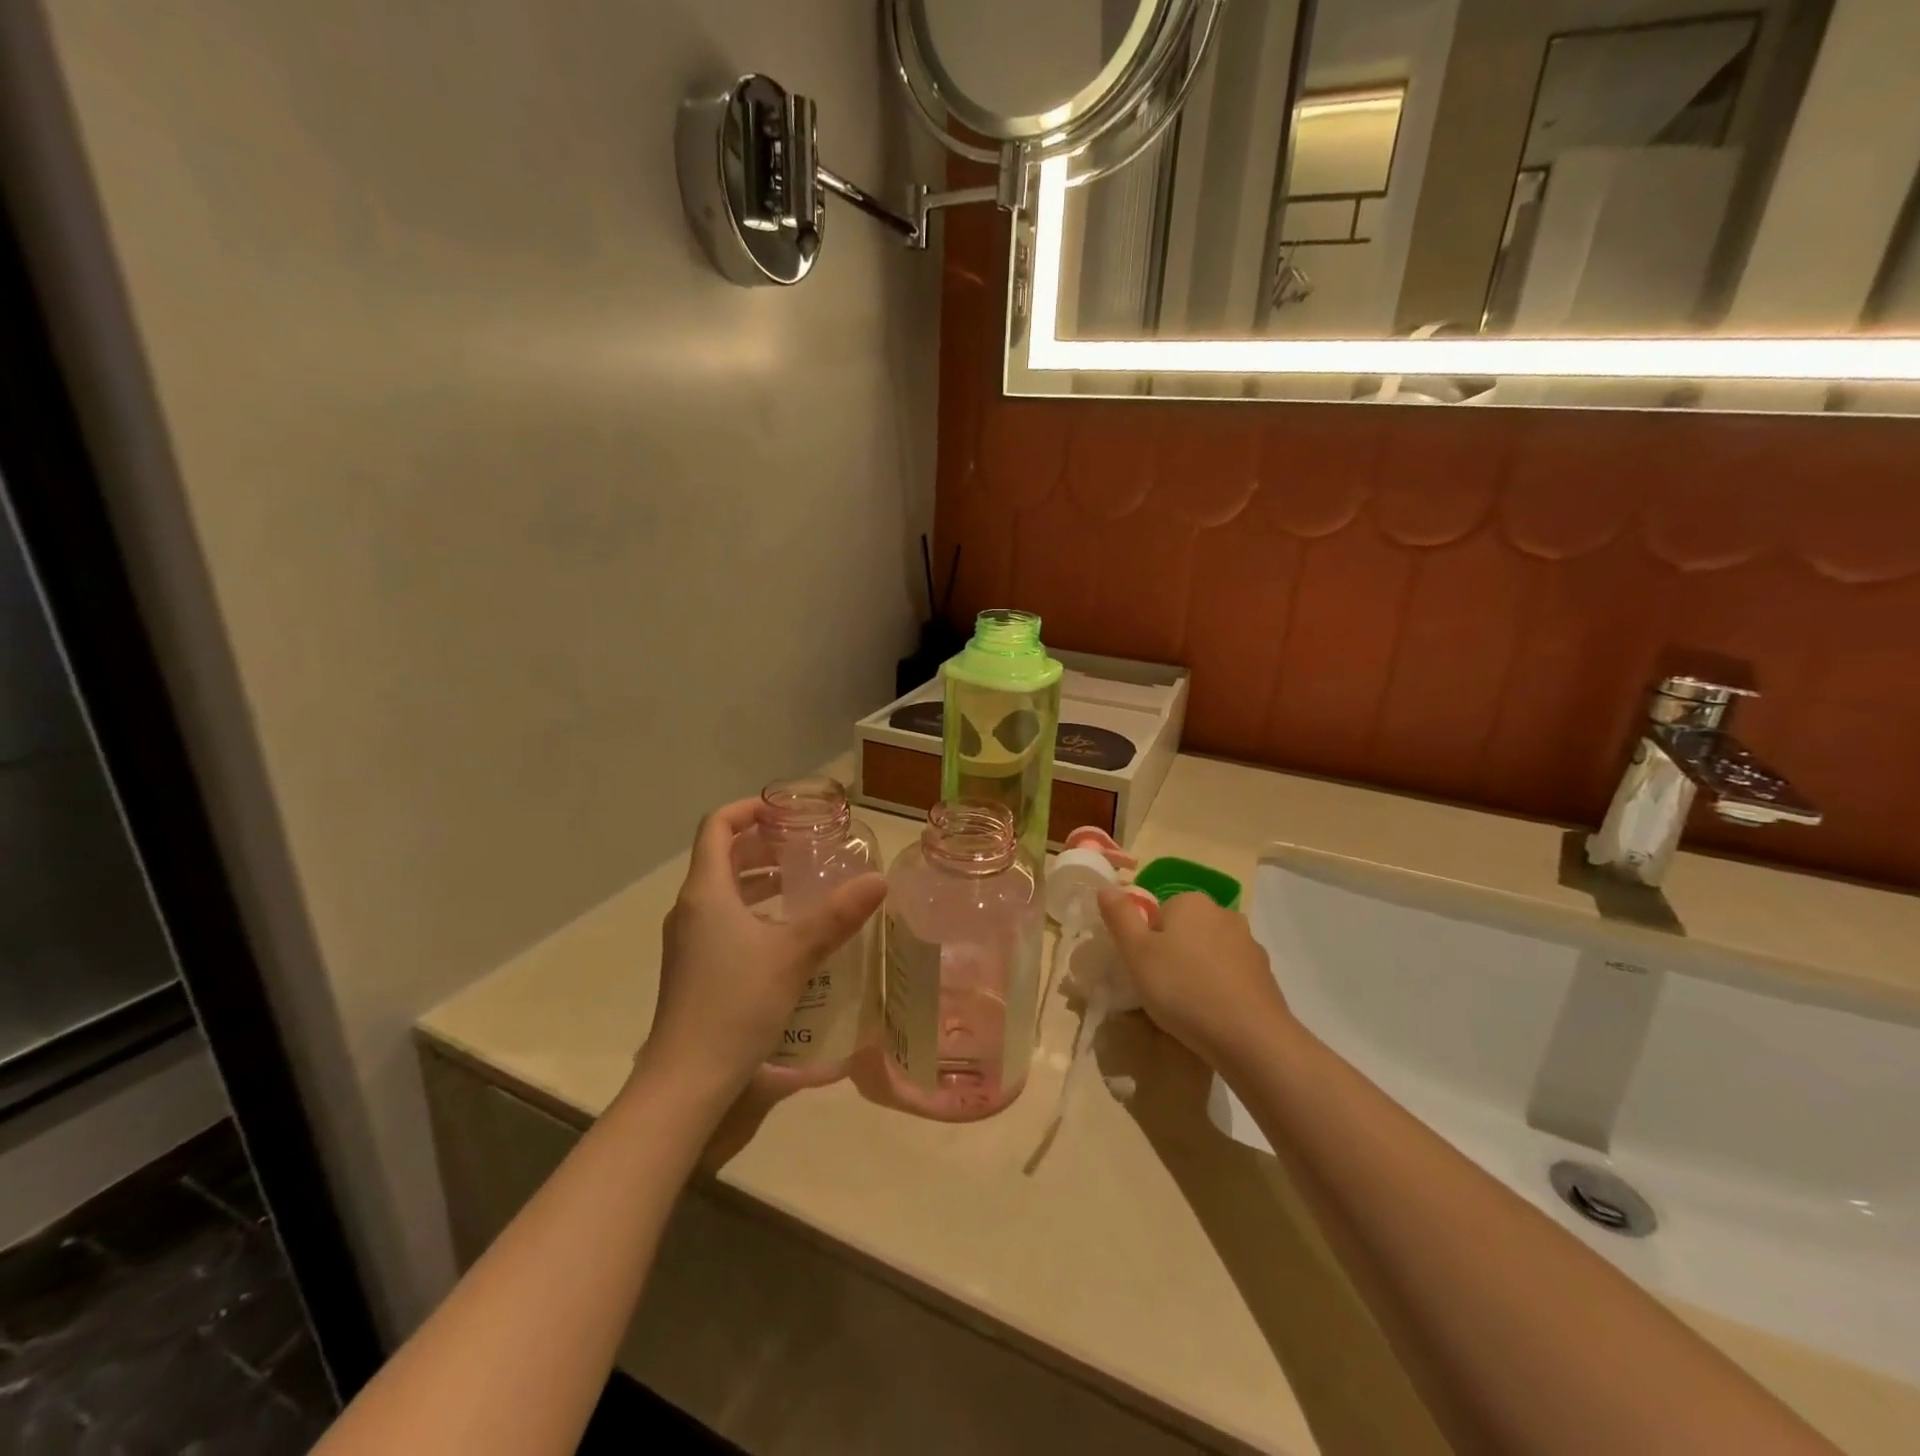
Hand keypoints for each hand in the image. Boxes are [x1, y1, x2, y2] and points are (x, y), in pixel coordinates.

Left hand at [641, 799, 885, 1102]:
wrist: (686, 1080)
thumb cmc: (736, 1003)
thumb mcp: (794, 954)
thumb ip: (837, 915)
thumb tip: (879, 881)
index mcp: (706, 892)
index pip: (717, 827)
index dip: (748, 809)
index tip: (786, 812)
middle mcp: (691, 908)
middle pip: (721, 857)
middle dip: (762, 845)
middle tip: (806, 846)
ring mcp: (688, 941)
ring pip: (723, 892)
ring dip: (759, 879)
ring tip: (801, 883)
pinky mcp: (694, 968)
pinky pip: (723, 920)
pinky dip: (753, 910)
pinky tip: (786, 933)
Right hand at [1097, 887, 1291, 1067]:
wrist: (1250, 1037)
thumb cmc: (1183, 989)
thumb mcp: (1136, 953)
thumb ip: (1120, 917)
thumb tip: (1106, 887)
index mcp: (1190, 902)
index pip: (1159, 912)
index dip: (1147, 941)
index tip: (1145, 970)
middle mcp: (1223, 913)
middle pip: (1185, 931)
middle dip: (1173, 955)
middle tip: (1162, 990)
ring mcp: (1249, 944)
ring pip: (1209, 953)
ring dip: (1197, 972)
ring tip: (1188, 1008)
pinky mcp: (1265, 975)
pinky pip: (1231, 976)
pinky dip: (1220, 989)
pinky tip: (1213, 1016)